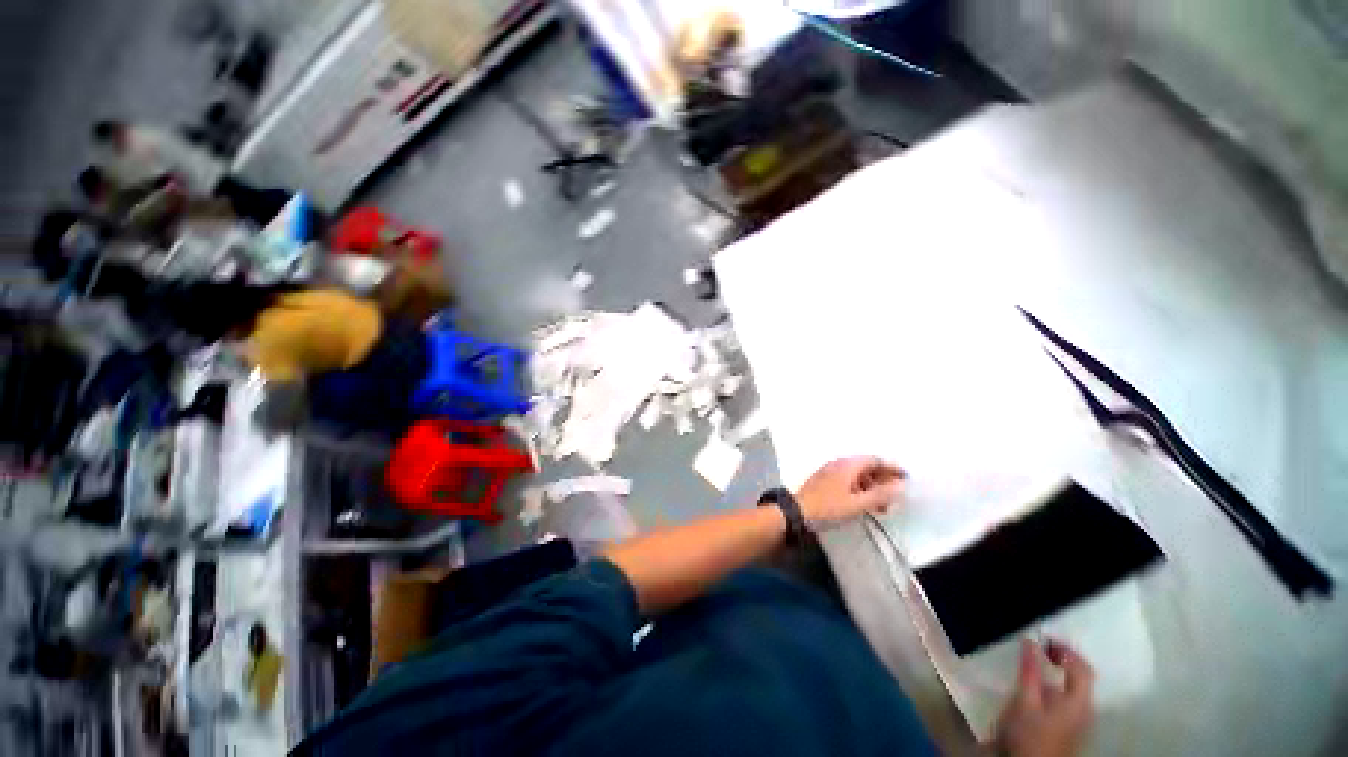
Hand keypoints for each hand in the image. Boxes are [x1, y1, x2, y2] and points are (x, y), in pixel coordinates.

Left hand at [794, 457, 903, 528]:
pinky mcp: (824, 480)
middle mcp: (838, 463)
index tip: (906, 478)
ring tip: (881, 506)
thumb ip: (880, 495)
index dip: (892, 468)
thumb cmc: (828, 508)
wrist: (797, 512)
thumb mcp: (857, 504)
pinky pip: (847, 479)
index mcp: (848, 465)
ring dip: (871, 487)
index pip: (875, 460)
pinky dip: (859, 489)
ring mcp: (829, 471)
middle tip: (895, 496)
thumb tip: (900, 486)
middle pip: (866, 467)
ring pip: (856, 474)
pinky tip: (863, 503)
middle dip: (882, 480)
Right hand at [995, 639, 1093, 756]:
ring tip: (1034, 664)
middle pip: (1081, 678)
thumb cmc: (1029, 733)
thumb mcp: (1024, 700)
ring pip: (1074, 689)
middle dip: (1062, 660)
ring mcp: (1079, 722)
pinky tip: (1037, 688)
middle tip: (1039, 648)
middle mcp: (1086, 710)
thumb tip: (1030, 640)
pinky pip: (1068, 699)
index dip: (1066, 650)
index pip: (1082, 668)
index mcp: (1080, 702)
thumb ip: (1029, 670)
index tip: (1043, 638)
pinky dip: (1055, 686)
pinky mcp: (1070, 729)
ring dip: (1057, 674)